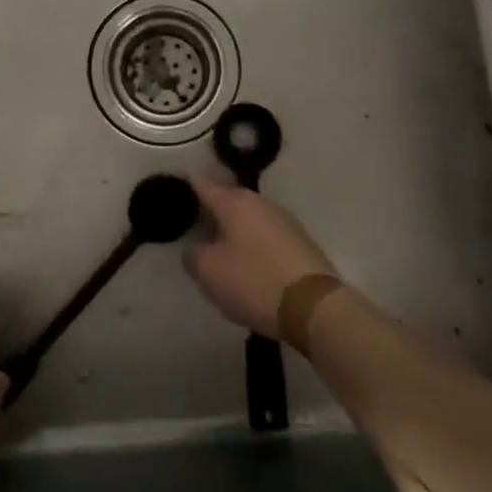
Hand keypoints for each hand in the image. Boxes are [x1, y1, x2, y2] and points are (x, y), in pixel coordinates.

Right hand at [185, 172, 335, 338]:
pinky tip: (249, 259)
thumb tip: (195, 249)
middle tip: (196, 223)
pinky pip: (267, 233)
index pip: (204, 184)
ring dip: (235, 226)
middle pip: (229, 198)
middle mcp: (260, 202)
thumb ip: (194, 256)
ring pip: (250, 216)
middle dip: (213, 208)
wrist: (314, 306)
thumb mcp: (210, 272)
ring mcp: (284, 220)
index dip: (188, 186)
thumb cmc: (254, 282)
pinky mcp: (301, 241)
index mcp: (235, 203)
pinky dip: (254, 241)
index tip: (176, 192)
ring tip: (221, 244)